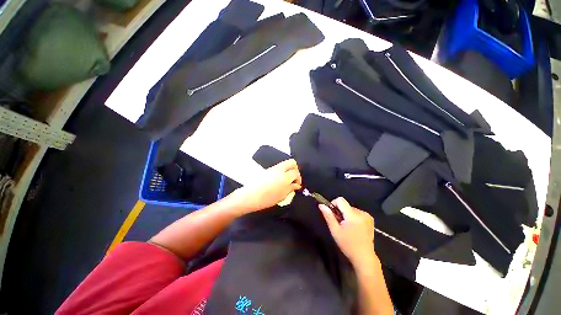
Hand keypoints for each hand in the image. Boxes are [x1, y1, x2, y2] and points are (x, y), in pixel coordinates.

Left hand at [235, 159, 301, 212]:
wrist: (250, 196)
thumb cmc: (267, 198)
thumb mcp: (282, 196)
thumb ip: (291, 188)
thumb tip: (297, 185)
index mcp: (285, 176)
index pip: (296, 172)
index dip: (299, 178)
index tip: (297, 185)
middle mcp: (280, 169)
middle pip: (292, 162)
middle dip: (295, 169)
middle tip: (294, 178)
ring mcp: (273, 168)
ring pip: (285, 164)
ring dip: (288, 169)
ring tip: (286, 180)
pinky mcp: (267, 169)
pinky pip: (278, 167)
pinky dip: (282, 171)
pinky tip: (279, 180)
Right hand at [319, 197, 377, 270]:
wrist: (364, 257)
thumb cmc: (348, 245)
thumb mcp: (335, 231)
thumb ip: (328, 216)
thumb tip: (321, 205)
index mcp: (353, 215)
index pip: (340, 200)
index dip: (334, 204)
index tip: (333, 214)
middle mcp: (361, 213)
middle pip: (346, 205)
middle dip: (340, 212)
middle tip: (340, 224)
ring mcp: (367, 216)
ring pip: (350, 209)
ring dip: (346, 215)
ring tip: (347, 227)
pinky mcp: (370, 219)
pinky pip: (357, 212)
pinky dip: (353, 217)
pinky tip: (353, 227)